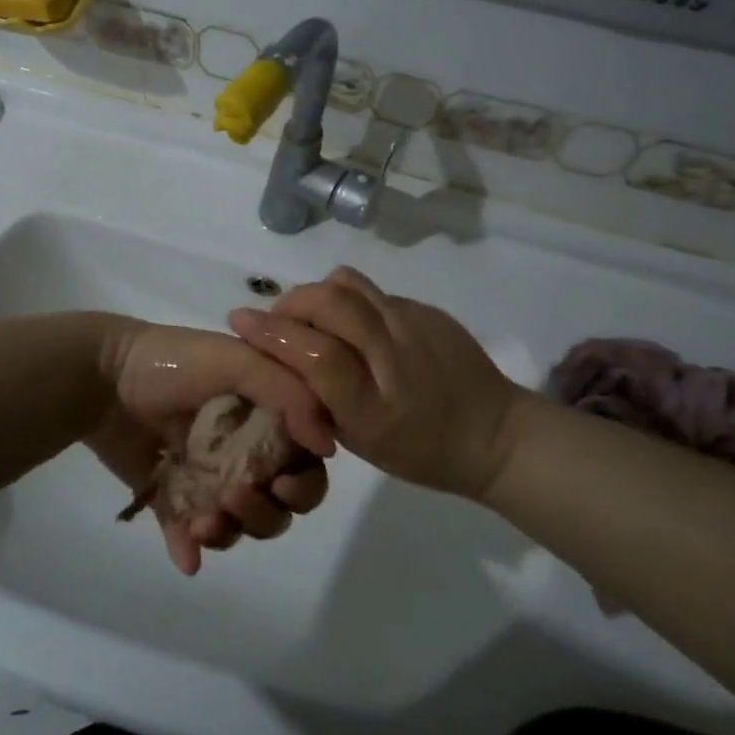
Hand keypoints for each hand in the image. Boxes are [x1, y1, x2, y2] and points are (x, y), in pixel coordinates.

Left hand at [89, 318, 334, 574]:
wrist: (103, 375)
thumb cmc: (175, 363)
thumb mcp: (239, 360)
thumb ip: (289, 395)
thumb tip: (327, 447)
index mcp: (267, 417)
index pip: (305, 464)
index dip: (304, 483)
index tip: (282, 483)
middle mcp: (244, 450)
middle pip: (278, 504)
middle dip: (265, 513)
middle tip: (233, 496)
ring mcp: (207, 476)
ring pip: (239, 524)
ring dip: (230, 531)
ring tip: (202, 522)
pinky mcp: (171, 496)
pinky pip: (190, 534)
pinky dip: (192, 549)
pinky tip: (187, 553)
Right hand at [228, 267, 522, 500]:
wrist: (495, 435)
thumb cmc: (421, 450)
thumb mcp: (361, 439)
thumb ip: (319, 399)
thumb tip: (282, 356)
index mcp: (374, 401)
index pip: (313, 350)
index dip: (270, 332)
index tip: (239, 320)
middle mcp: (395, 352)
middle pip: (330, 301)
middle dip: (289, 303)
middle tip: (276, 321)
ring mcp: (416, 322)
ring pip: (349, 285)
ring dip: (318, 295)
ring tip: (312, 319)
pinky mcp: (429, 310)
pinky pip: (374, 292)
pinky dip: (349, 302)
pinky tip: (354, 327)